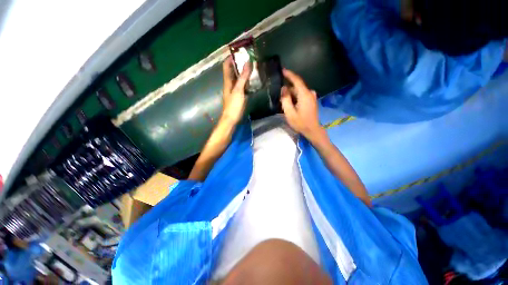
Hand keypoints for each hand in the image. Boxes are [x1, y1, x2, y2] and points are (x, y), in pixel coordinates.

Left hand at [221, 56, 251, 124]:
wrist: (231, 119)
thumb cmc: (233, 105)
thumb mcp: (238, 91)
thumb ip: (242, 77)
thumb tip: (247, 63)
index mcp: (227, 81)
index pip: (227, 66)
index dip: (231, 57)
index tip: (239, 51)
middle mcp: (229, 84)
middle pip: (233, 71)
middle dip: (239, 64)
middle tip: (249, 59)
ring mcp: (234, 90)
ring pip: (237, 78)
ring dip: (243, 72)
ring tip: (252, 67)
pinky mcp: (238, 96)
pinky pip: (241, 85)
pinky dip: (246, 81)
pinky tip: (252, 81)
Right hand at [280, 69, 322, 139]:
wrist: (312, 130)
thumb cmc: (300, 123)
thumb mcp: (290, 113)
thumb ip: (285, 100)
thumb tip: (283, 89)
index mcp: (305, 95)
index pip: (297, 80)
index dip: (289, 74)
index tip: (282, 70)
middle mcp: (309, 93)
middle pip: (297, 87)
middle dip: (287, 89)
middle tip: (278, 95)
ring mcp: (311, 97)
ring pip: (298, 92)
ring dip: (291, 95)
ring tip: (283, 101)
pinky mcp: (311, 101)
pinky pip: (301, 95)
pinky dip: (295, 97)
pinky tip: (290, 103)